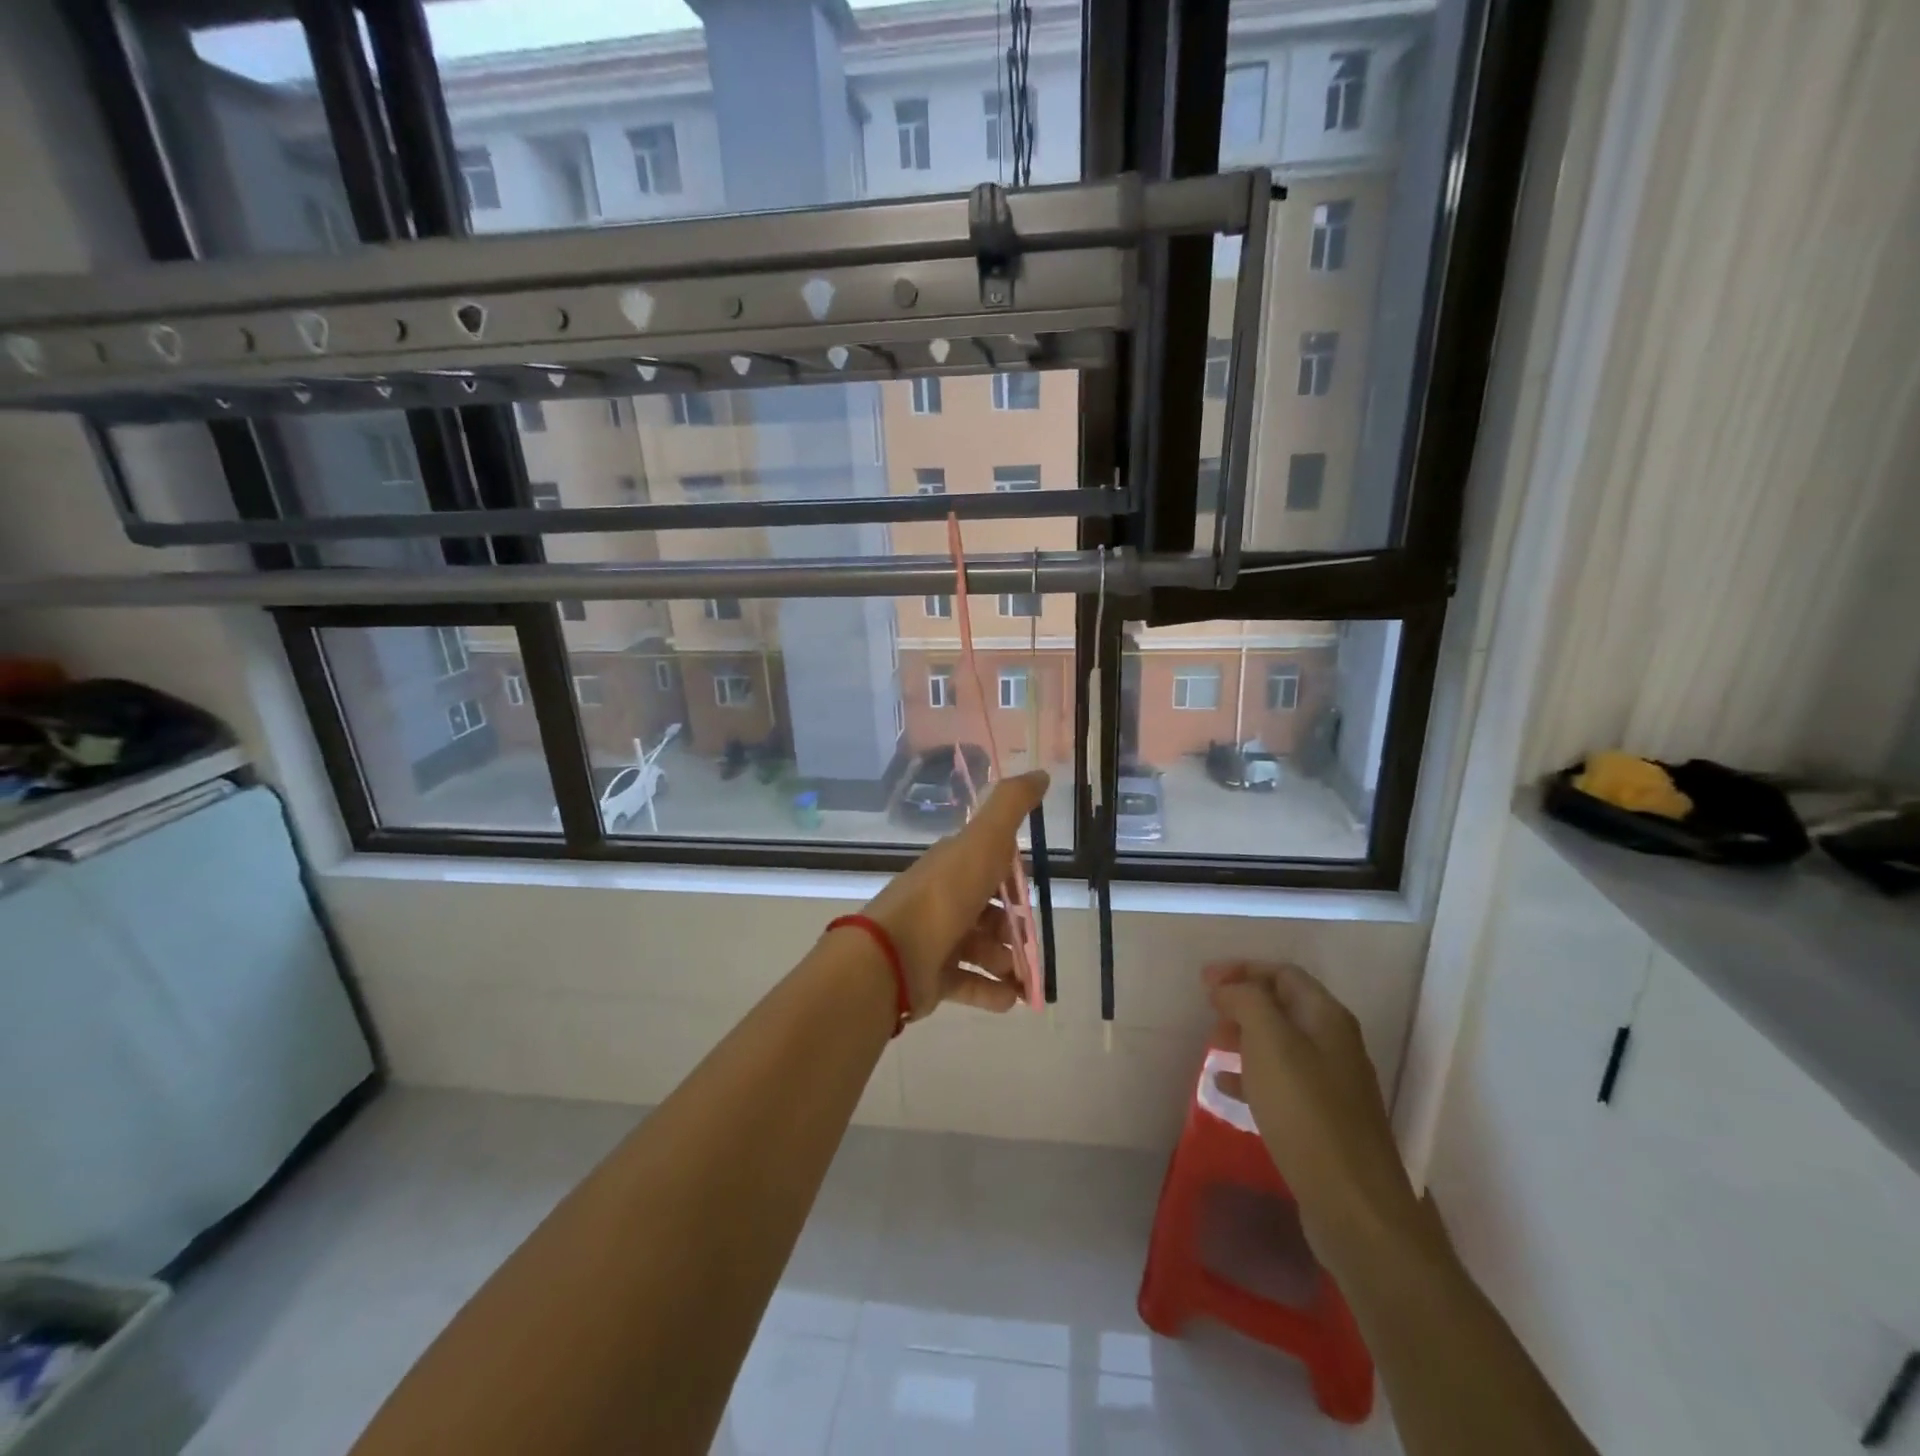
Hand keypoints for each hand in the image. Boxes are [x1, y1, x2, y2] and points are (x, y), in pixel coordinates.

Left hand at [860, 771, 1048, 1019]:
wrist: (893, 954)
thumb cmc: (945, 895)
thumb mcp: (984, 840)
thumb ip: (1012, 805)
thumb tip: (1040, 773)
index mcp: (952, 866)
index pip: (988, 866)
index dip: (1012, 879)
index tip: (1031, 894)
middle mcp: (942, 900)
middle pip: (987, 912)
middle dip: (1014, 928)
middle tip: (1030, 944)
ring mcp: (934, 940)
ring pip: (980, 949)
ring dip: (1007, 963)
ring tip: (1023, 978)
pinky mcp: (931, 978)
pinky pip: (968, 983)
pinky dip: (992, 992)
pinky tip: (1011, 999)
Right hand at [1205, 962, 1438, 1279]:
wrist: (1354, 1205)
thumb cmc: (1307, 1112)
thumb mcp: (1270, 1042)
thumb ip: (1247, 1001)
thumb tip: (1227, 986)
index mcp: (1327, 1018)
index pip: (1283, 974)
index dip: (1243, 970)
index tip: (1204, 982)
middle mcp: (1335, 1045)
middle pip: (1283, 1007)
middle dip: (1242, 1004)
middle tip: (1208, 1014)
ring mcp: (1332, 1086)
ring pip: (1280, 1046)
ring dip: (1244, 1039)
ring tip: (1212, 1048)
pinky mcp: (1323, 1122)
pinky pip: (1281, 1083)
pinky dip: (1251, 1077)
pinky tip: (1225, 1090)